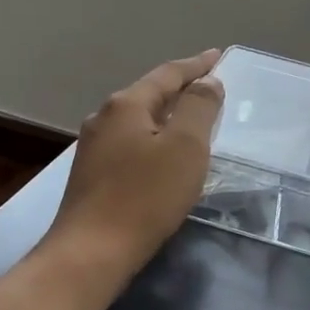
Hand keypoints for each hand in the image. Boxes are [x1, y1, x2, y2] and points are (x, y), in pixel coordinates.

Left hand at [44, 50, 224, 282]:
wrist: (91, 253)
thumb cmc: (145, 196)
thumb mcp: (185, 147)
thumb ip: (199, 108)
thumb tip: (207, 82)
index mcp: (126, 105)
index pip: (168, 74)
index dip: (197, 65)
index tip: (218, 56)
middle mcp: (104, 118)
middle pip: (150, 94)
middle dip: (181, 90)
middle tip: (210, 89)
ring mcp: (93, 148)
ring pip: (138, 121)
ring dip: (167, 117)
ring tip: (192, 122)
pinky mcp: (91, 175)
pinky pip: (130, 144)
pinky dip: (153, 140)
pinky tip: (164, 157)